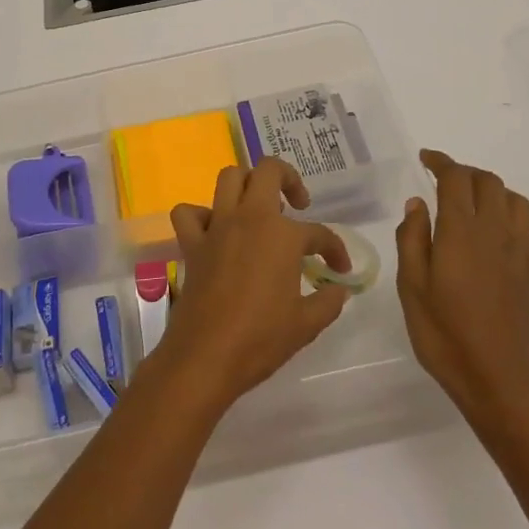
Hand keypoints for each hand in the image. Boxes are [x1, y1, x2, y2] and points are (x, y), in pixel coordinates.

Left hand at [154, 159, 353, 415]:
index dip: (335, 250)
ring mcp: (217, 227)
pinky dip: (200, 215)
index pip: (319, 233)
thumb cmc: (261, 339)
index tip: (340, 269)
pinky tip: (215, 231)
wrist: (206, 356)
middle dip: (288, 178)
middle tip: (297, 205)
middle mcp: (249, 219)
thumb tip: (339, 290)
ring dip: (247, 184)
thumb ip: (328, 301)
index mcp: (282, 235)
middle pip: (268, 171)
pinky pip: (189, 213)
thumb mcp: (307, 324)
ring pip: (229, 178)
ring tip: (259, 208)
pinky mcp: (192, 244)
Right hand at [396, 149, 528, 432]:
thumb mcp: (411, 288)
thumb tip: (418, 203)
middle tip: (445, 182)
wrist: (500, 382)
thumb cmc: (445, 336)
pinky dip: (522, 231)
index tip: (426, 159)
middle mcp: (496, 233)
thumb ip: (412, 239)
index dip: (441, 162)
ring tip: (476, 206)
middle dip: (466, 174)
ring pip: (518, 203)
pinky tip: (507, 246)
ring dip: (496, 194)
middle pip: (489, 183)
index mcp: (461, 232)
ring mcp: (523, 254)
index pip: (455, 179)